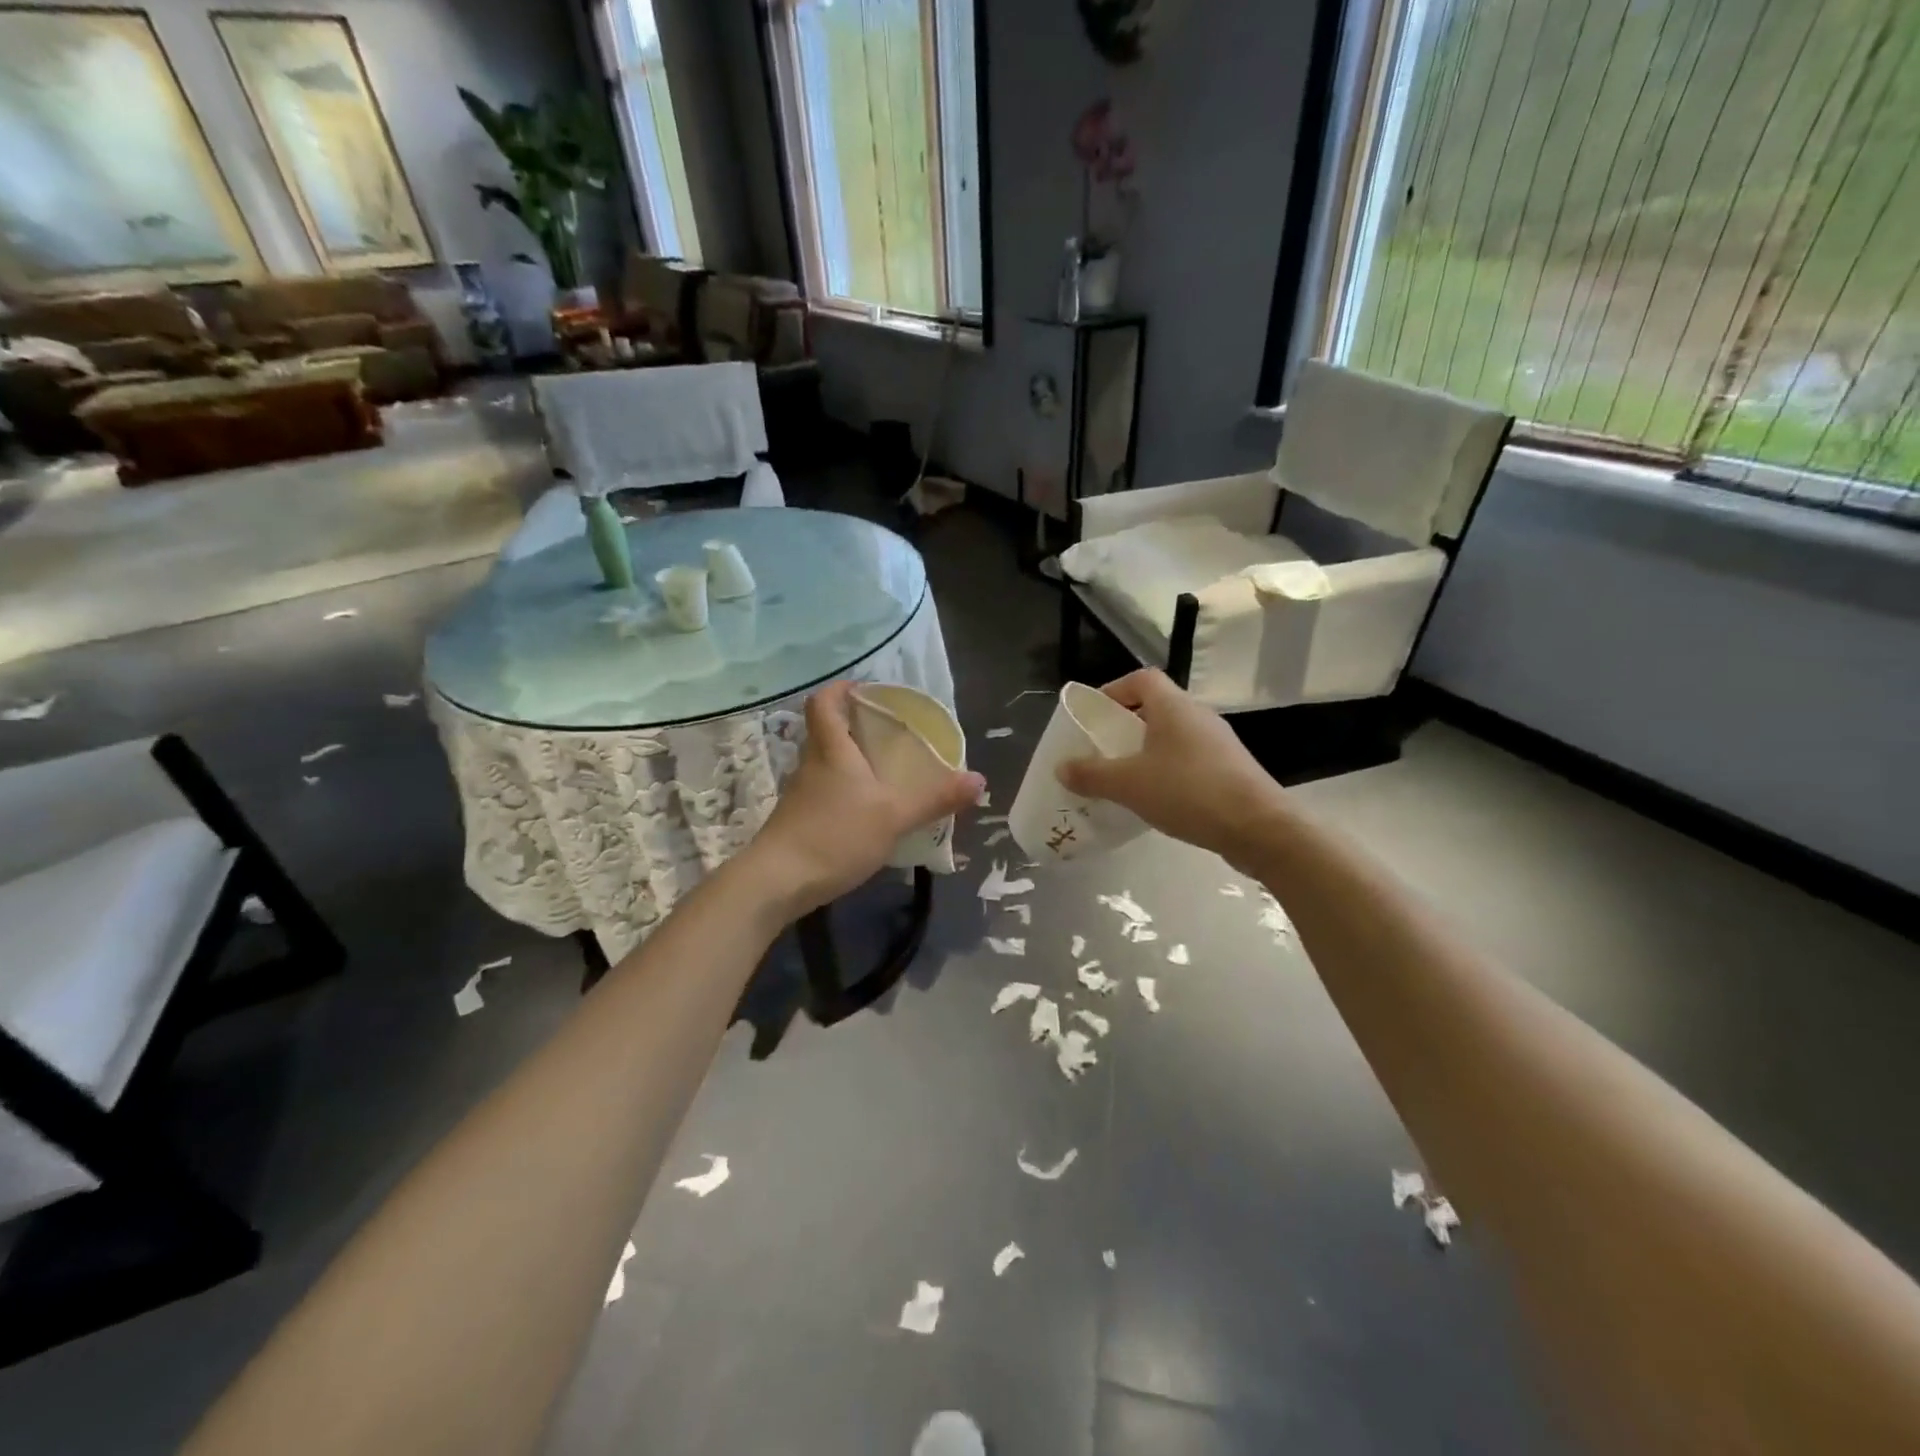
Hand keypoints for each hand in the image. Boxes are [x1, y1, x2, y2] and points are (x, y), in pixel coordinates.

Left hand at [747, 680, 983, 917]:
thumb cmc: (835, 836)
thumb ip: (936, 798)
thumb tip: (979, 780)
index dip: (842, 688)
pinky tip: (867, 811)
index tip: (868, 691)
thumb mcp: (894, 816)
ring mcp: (801, 793)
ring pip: (826, 763)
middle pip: (826, 730)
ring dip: (851, 761)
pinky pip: (825, 791)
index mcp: (831, 749)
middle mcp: (812, 763)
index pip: (824, 701)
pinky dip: (845, 791)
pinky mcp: (798, 819)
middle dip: (855, 726)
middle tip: (891, 733)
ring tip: (886, 772)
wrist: (777, 882)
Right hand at [1056, 669, 1288, 871]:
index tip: (1095, 715)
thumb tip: (1061, 768)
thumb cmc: (1189, 792)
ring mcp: (1218, 744)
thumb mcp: (1129, 784)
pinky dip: (1167, 771)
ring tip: (1124, 778)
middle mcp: (1198, 716)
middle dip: (1126, 726)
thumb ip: (1092, 775)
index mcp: (1174, 707)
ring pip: (1173, 736)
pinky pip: (1189, 760)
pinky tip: (1156, 799)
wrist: (1259, 828)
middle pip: (1156, 708)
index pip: (1141, 679)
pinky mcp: (1230, 770)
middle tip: (1102, 750)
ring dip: (1147, 751)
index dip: (1114, 690)